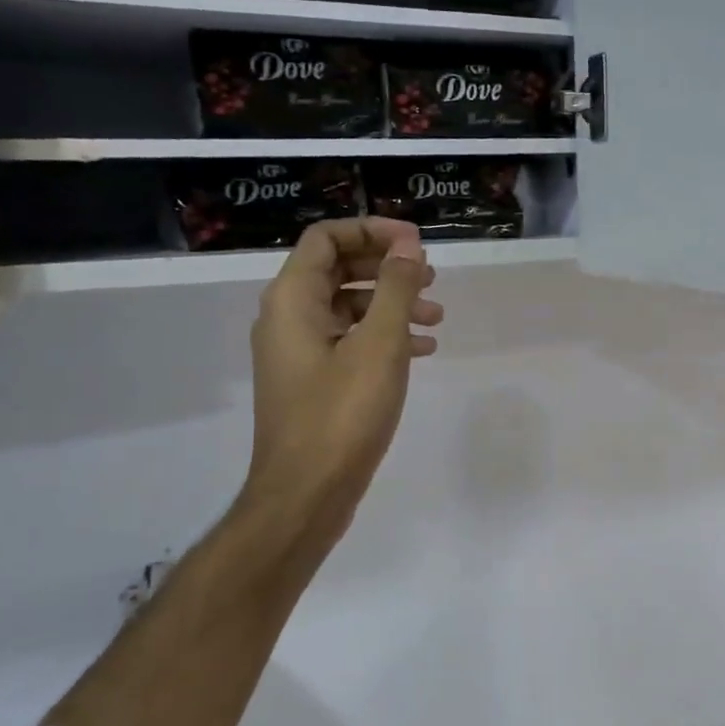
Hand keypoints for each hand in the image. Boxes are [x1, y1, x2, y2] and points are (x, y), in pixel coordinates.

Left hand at [241, 217, 441, 570]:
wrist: (306, 494)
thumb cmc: (342, 414)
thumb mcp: (379, 344)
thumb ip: (395, 288)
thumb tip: (407, 245)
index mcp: (293, 299)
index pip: (326, 237)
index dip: (373, 230)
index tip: (416, 243)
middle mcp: (287, 318)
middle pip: (337, 268)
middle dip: (387, 267)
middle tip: (431, 277)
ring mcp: (298, 352)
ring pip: (347, 307)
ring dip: (391, 303)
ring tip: (437, 317)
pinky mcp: (312, 381)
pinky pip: (348, 341)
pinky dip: (383, 336)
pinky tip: (422, 350)